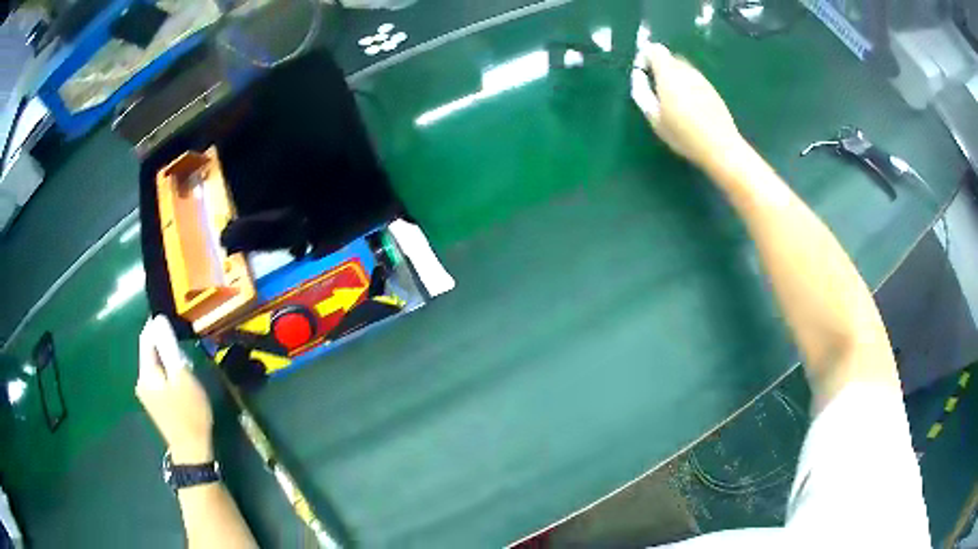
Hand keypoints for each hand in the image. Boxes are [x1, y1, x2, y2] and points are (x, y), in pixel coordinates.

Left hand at [136, 315, 213, 464]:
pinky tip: (180, 379)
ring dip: (167, 358)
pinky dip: (167, 372)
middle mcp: (141, 380)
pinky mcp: (154, 402)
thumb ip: (169, 348)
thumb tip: (159, 321)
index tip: (171, 317)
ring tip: (185, 363)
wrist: (191, 451)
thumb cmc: (189, 413)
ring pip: (154, 365)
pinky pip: (157, 377)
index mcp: (146, 373)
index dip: (155, 325)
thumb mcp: (182, 377)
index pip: (146, 339)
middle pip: (149, 352)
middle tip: (183, 345)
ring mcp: (146, 393)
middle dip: (163, 344)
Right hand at [631, 42, 743, 168]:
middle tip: (655, 89)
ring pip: (683, 68)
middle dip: (659, 67)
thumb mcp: (655, 119)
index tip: (642, 73)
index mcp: (669, 74)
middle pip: (669, 58)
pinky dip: (687, 85)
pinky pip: (694, 80)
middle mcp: (686, 71)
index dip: (644, 56)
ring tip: (672, 100)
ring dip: (674, 77)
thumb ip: (642, 93)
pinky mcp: (712, 90)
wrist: (721, 147)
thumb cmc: (684, 135)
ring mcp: (702, 79)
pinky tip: (688, 107)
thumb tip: (639, 76)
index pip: (654, 50)